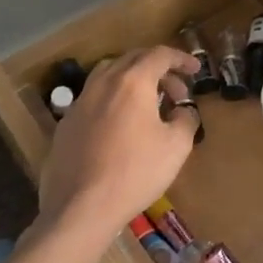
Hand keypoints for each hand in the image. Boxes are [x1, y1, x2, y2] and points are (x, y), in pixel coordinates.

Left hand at [38, 47, 199, 237]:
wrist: (81, 207)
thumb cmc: (135, 172)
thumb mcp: (176, 147)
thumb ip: (186, 119)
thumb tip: (183, 110)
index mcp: (132, 82)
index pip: (159, 55)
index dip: (181, 59)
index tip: (196, 70)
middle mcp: (103, 83)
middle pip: (132, 60)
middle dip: (159, 69)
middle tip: (177, 91)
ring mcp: (80, 102)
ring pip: (108, 75)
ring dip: (133, 81)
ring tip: (148, 103)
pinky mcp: (66, 123)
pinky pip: (94, 98)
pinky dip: (113, 99)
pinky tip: (120, 125)